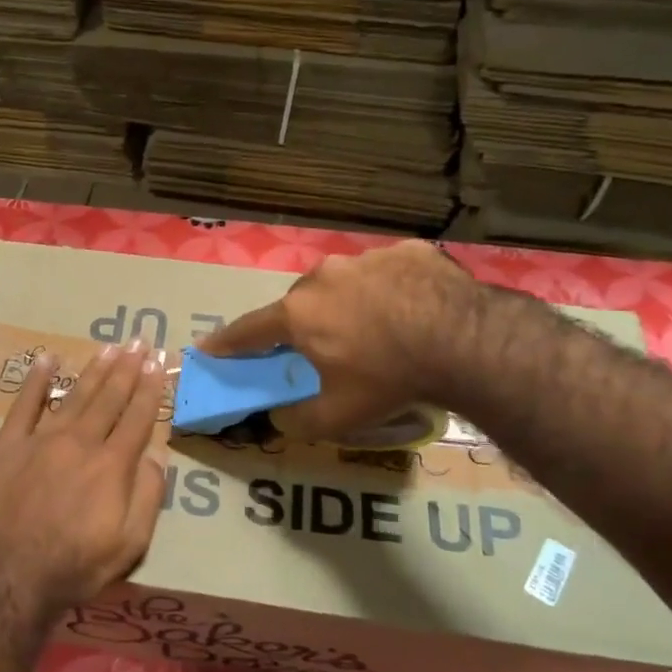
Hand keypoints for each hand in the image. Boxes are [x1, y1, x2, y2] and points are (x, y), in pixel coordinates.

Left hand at [0, 341, 168, 614]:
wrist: (7, 576)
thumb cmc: (74, 565)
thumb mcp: (129, 544)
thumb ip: (148, 497)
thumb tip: (156, 457)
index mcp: (112, 464)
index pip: (138, 417)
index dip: (151, 388)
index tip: (159, 362)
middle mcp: (81, 442)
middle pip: (109, 398)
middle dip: (128, 368)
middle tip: (140, 340)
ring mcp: (42, 440)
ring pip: (75, 395)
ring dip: (95, 370)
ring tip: (110, 347)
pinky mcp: (8, 445)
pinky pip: (24, 405)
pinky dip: (36, 380)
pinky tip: (47, 360)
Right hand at [201, 240, 477, 440]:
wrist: (464, 342)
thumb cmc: (388, 380)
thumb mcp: (336, 416)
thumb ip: (295, 420)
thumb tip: (277, 417)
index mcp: (299, 313)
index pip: (249, 330)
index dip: (226, 343)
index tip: (207, 348)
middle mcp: (323, 277)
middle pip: (300, 303)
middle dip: (303, 325)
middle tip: (324, 348)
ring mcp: (366, 258)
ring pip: (343, 283)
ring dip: (348, 304)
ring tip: (378, 331)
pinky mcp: (407, 251)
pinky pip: (386, 273)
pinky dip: (389, 291)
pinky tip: (412, 312)